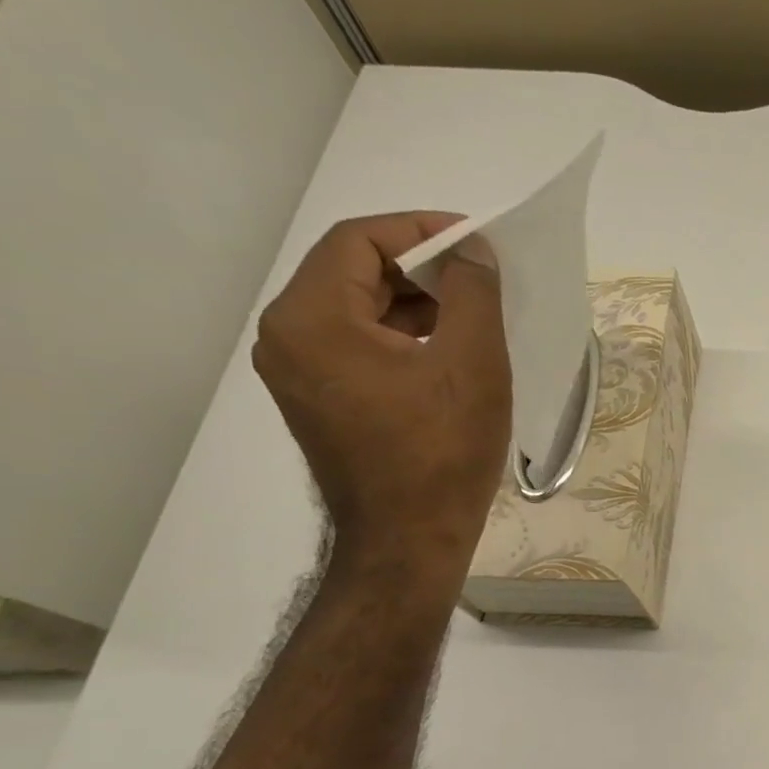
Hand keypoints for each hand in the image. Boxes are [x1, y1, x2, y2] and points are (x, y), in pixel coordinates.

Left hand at [253, 214, 510, 588]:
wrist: (411, 539)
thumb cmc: (443, 450)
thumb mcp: (473, 363)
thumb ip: (473, 292)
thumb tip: (470, 249)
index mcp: (311, 318)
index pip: (359, 240)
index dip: (421, 230)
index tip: (476, 241)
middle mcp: (287, 337)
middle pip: (353, 273)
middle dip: (421, 269)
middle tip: (481, 281)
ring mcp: (298, 374)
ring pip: (357, 313)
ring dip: (415, 305)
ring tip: (474, 320)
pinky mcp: (320, 403)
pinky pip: (358, 348)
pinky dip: (402, 339)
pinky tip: (448, 356)